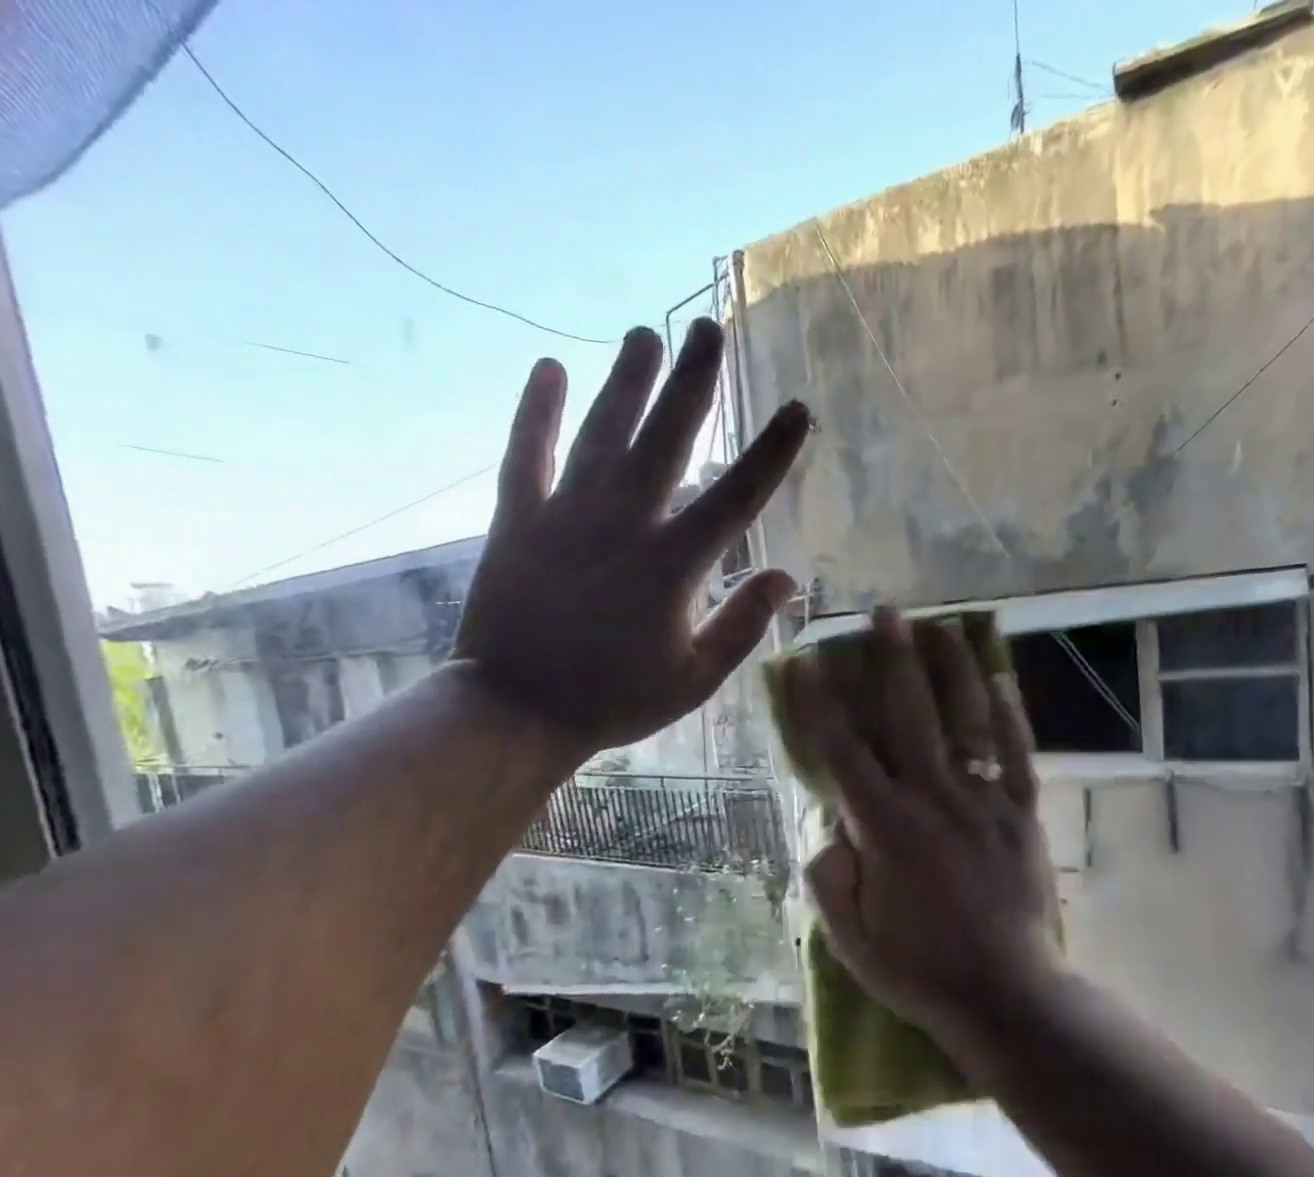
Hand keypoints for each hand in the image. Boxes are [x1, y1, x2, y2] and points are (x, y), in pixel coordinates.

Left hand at [454, 320, 808, 754]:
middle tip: (709, 328)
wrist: (517, 710)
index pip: (735, 497)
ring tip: (645, 333)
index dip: (771, 452)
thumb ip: (741, 626)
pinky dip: (537, 410)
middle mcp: (623, 525)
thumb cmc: (613, 700)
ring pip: (602, 432)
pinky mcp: (517, 520)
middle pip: (665, 439)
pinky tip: (549, 367)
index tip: (797, 409)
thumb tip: (786, 578)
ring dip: (626, 381)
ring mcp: (565, 516)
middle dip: (692, 383)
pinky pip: (526, 453)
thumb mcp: (693, 680)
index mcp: (672, 566)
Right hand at [792, 610, 1061, 1046]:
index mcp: (885, 829)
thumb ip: (827, 878)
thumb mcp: (850, 940)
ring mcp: (984, 802)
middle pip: (908, 716)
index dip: (822, 704)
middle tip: (885, 613)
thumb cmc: (920, 970)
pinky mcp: (1022, 813)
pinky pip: (1016, 753)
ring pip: (966, 721)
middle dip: (893, 660)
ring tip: (942, 626)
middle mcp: (934, 800)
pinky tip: (1000, 677)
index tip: (810, 661)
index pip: (844, 752)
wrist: (1007, 994)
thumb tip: (824, 826)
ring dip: (951, 669)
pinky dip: (1008, 713)